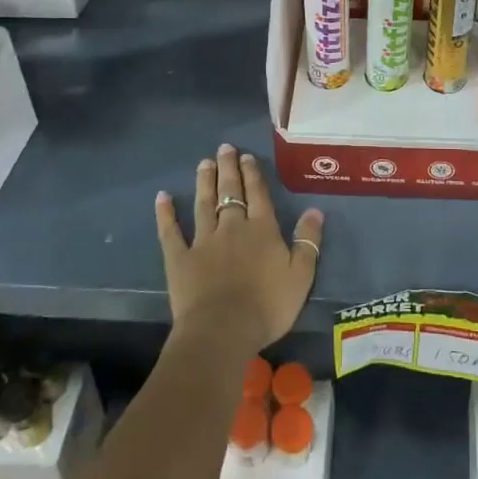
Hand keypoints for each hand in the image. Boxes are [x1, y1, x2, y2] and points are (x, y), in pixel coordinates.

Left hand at [154, 144, 323, 355]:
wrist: (223, 330)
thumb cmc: (267, 306)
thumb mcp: (301, 275)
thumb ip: (308, 241)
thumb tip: (315, 209)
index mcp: (262, 230)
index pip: (258, 194)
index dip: (253, 174)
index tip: (246, 156)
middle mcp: (232, 227)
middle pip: (230, 192)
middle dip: (228, 169)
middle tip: (224, 148)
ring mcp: (203, 241)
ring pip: (204, 204)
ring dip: (205, 182)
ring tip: (204, 163)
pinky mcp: (179, 258)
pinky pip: (171, 232)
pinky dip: (166, 214)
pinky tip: (162, 197)